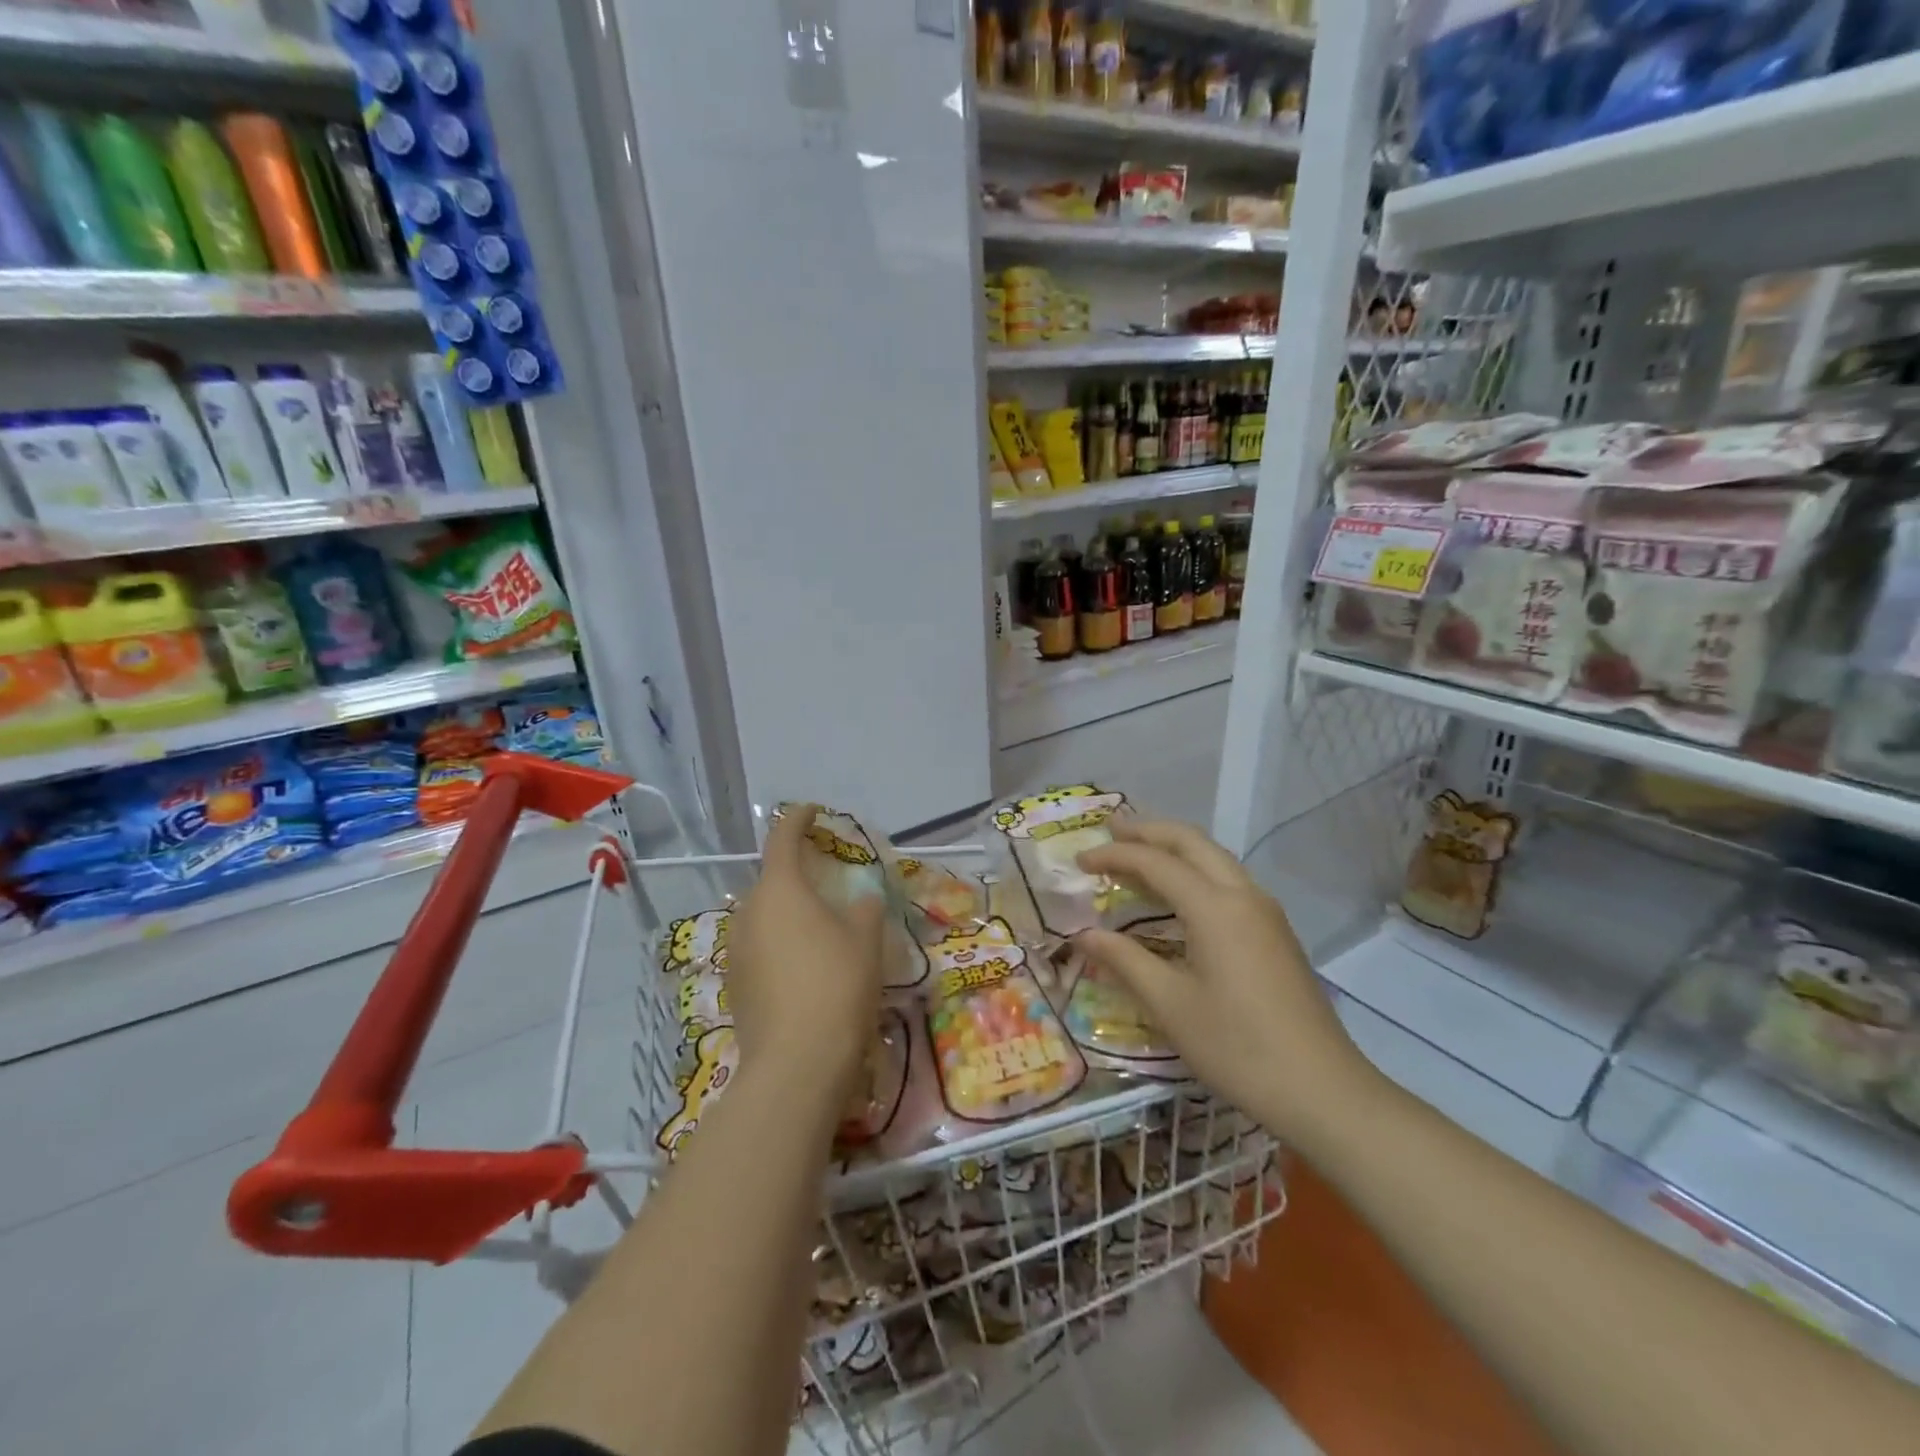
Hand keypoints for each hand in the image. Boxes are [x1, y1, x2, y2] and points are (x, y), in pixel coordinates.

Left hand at [728, 805, 887, 1103]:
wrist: (797, 1066)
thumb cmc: (837, 986)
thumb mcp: (866, 940)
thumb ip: (865, 909)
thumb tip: (861, 901)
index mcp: (780, 889)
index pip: (783, 838)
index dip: (799, 819)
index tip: (814, 811)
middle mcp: (749, 912)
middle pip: (772, 879)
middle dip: (797, 872)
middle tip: (828, 878)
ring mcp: (737, 950)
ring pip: (764, 916)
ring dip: (789, 911)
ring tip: (820, 926)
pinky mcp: (736, 984)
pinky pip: (760, 947)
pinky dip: (781, 943)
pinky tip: (805, 967)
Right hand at [1074, 820, 1381, 1152]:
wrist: (1322, 1090)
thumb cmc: (1237, 1047)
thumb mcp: (1169, 1004)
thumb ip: (1124, 960)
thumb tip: (1083, 934)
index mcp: (1214, 907)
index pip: (1155, 862)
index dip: (1114, 856)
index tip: (1079, 862)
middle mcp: (1243, 895)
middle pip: (1191, 842)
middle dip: (1148, 830)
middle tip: (1110, 829)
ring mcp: (1265, 912)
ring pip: (1214, 857)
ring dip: (1174, 847)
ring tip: (1137, 852)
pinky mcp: (1275, 932)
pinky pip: (1228, 879)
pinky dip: (1194, 870)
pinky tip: (1177, 893)